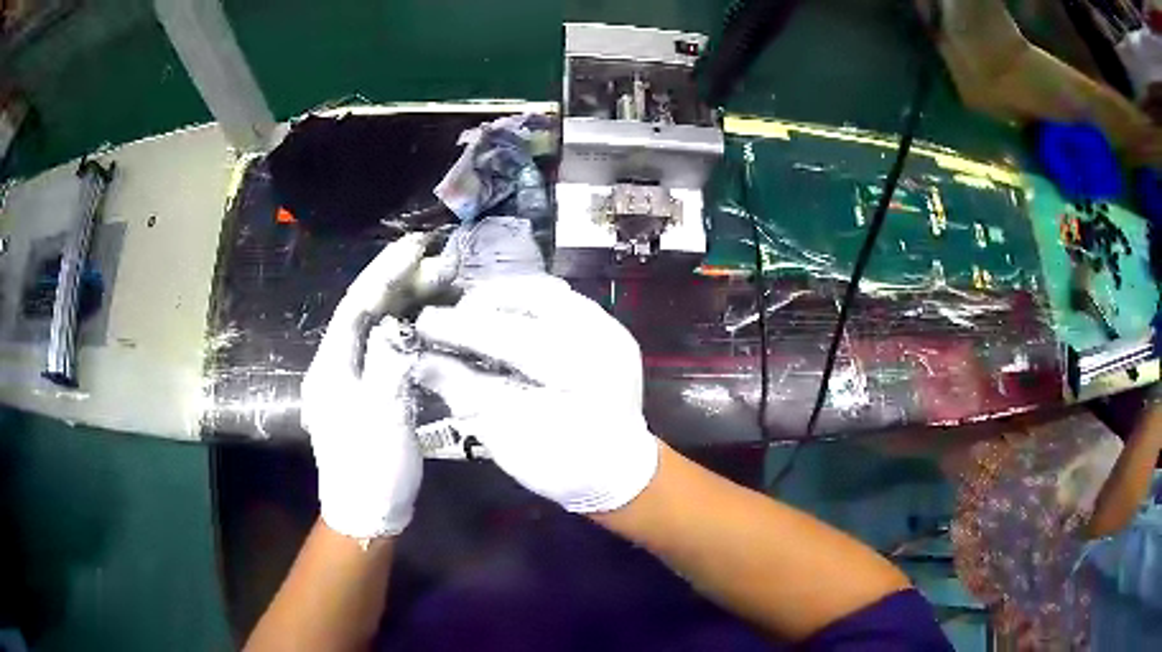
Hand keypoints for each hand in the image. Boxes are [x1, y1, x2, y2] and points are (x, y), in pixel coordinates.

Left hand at [302, 234, 450, 539]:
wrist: (365, 512)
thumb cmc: (373, 469)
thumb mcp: (384, 416)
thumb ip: (389, 362)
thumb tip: (398, 321)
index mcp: (332, 366)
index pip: (357, 305)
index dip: (385, 271)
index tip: (416, 245)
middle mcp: (335, 365)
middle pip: (366, 311)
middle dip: (399, 282)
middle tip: (439, 261)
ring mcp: (349, 378)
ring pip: (376, 327)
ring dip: (404, 302)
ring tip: (439, 282)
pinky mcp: (365, 391)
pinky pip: (384, 348)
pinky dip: (406, 329)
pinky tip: (427, 320)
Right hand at [413, 274, 658, 512]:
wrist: (620, 474)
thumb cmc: (564, 466)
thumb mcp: (508, 438)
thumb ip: (466, 392)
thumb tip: (422, 361)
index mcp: (579, 371)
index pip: (507, 334)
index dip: (460, 327)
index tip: (422, 324)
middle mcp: (600, 338)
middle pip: (532, 296)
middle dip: (483, 303)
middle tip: (450, 320)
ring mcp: (610, 329)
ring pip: (548, 291)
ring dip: (505, 298)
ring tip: (473, 317)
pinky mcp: (609, 329)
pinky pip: (562, 301)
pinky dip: (528, 304)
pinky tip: (506, 320)